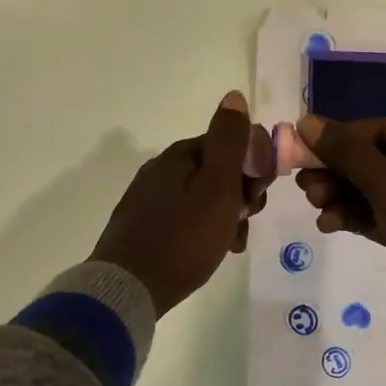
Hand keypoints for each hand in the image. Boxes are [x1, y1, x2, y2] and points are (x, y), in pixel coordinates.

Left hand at [90, 92, 274, 315]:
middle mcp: (162, 170)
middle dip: (241, 196)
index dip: (253, 169)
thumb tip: (234, 96)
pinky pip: (187, 220)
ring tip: (230, 244)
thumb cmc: (183, 237)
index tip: (256, 198)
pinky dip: (205, 232)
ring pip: (205, 199)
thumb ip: (229, 142)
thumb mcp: (217, 187)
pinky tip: (210, 252)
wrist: (129, 289)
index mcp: (180, 155)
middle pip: (218, 172)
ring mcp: (150, 198)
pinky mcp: (144, 226)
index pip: (231, 145)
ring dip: (227, 217)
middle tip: (243, 222)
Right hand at [294, 114, 385, 337]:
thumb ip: (346, 152)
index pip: (380, 129)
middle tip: (305, 188)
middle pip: (378, 159)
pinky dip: (361, 217)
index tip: (302, 155)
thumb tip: (306, 120)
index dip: (338, 141)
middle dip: (339, 174)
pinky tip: (331, 224)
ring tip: (317, 208)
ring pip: (381, 189)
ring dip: (345, 197)